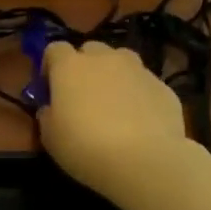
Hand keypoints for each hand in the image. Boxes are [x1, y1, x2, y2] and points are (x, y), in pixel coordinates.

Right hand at [38, 41, 195, 209]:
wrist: (144, 160)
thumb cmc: (85, 147)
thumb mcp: (50, 138)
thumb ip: (47, 115)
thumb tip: (51, 108)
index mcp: (70, 67)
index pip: (55, 49)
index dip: (50, 66)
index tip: (50, 88)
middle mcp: (104, 59)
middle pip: (90, 50)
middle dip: (84, 67)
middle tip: (83, 95)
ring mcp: (137, 69)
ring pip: (121, 61)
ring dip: (114, 75)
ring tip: (113, 104)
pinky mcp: (163, 86)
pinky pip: (143, 84)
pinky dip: (138, 95)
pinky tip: (138, 122)